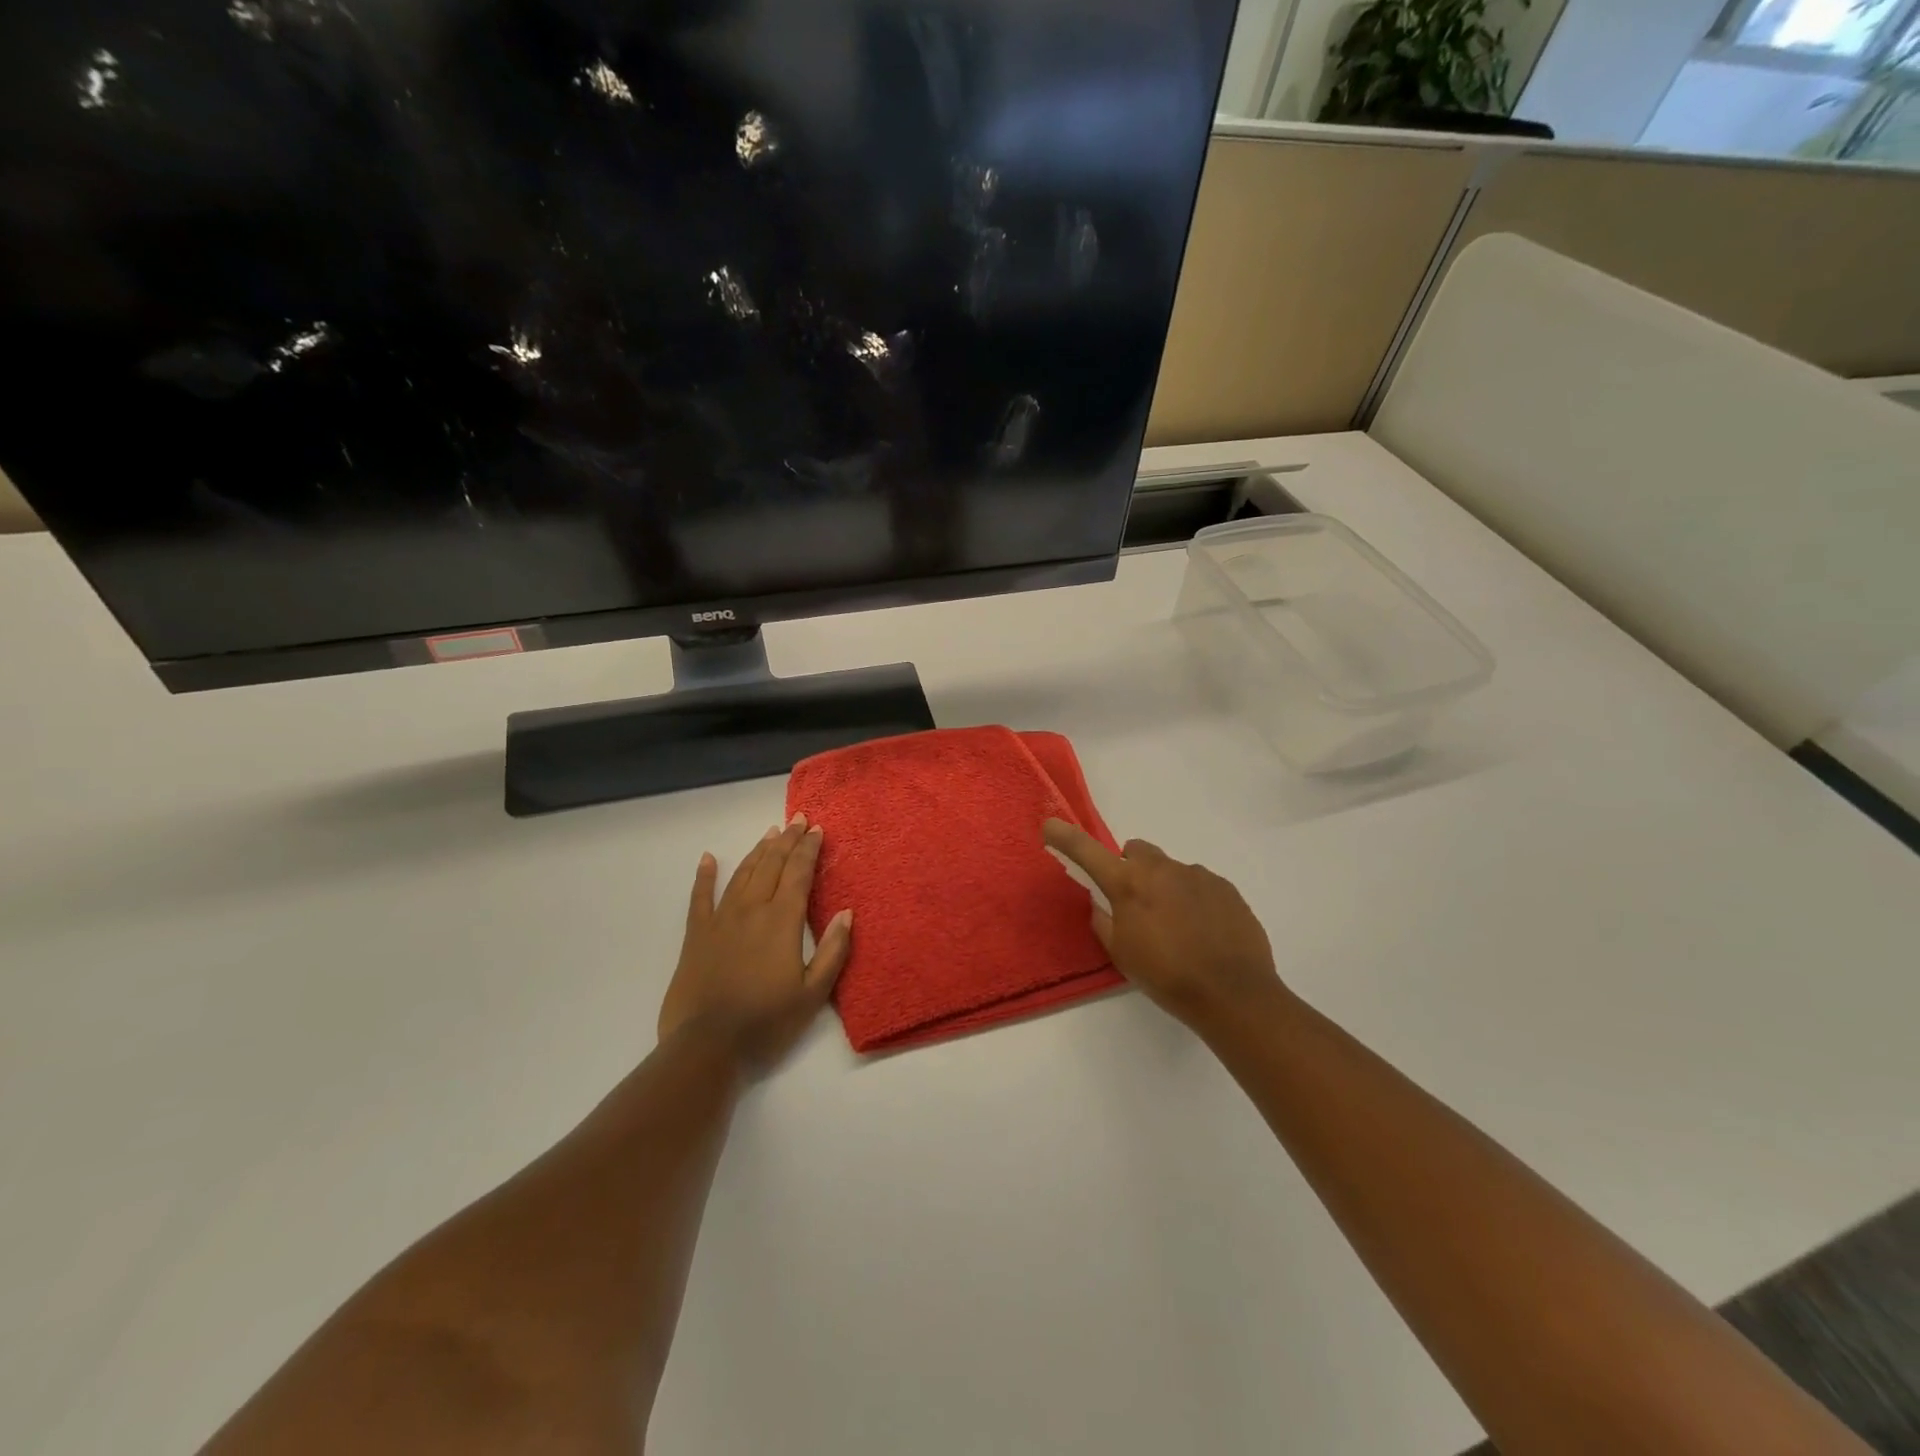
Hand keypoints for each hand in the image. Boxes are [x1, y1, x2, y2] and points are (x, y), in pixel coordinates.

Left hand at [659, 815, 852, 1075]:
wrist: (707, 1047)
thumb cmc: (767, 1023)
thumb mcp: (813, 994)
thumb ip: (832, 951)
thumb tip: (847, 913)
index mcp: (781, 922)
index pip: (799, 875)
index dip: (809, 849)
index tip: (817, 829)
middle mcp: (751, 910)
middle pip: (771, 866)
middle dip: (787, 841)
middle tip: (798, 820)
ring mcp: (720, 920)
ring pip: (741, 874)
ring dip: (758, 851)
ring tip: (770, 833)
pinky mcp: (696, 936)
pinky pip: (699, 898)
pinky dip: (704, 876)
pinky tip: (707, 859)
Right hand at [1043, 819, 1284, 1034]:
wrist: (1234, 994)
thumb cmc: (1167, 977)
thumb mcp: (1122, 955)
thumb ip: (1105, 922)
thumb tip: (1102, 903)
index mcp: (1129, 884)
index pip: (1087, 851)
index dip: (1066, 837)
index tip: (1050, 825)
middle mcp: (1162, 869)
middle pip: (1137, 851)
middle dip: (1130, 869)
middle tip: (1135, 904)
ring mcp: (1197, 875)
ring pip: (1170, 869)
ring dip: (1165, 887)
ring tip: (1178, 927)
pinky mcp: (1225, 888)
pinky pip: (1199, 884)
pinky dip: (1193, 900)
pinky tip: (1203, 932)